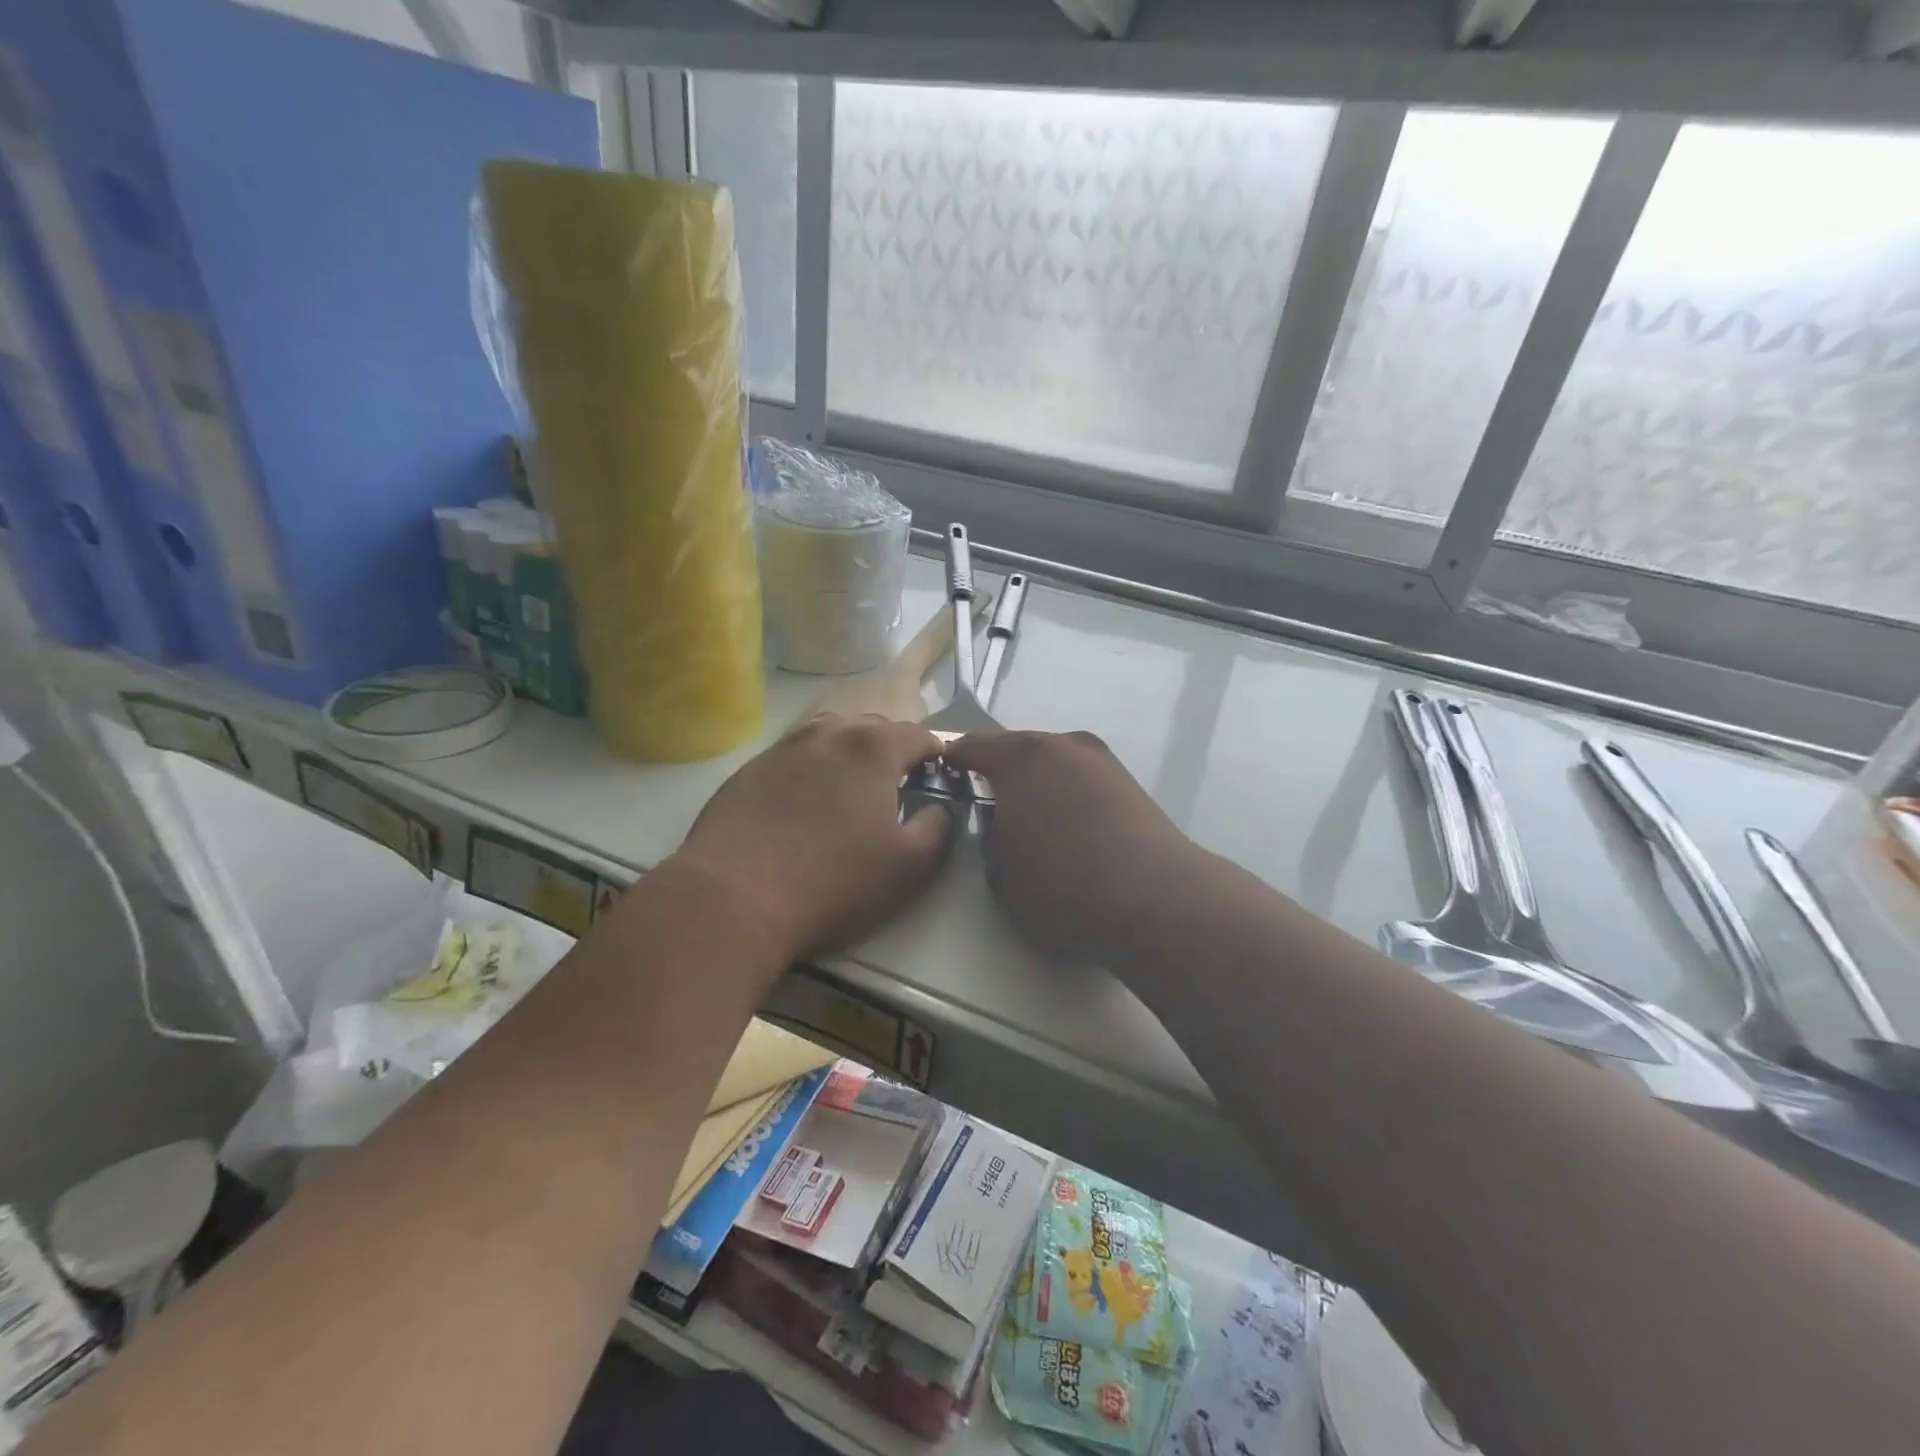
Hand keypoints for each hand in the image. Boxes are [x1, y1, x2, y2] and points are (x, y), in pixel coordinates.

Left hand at [673, 714, 951, 958]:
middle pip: (874, 727)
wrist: (734, 897)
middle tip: (898, 786)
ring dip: (850, 753)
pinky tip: (804, 803)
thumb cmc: (834, 882)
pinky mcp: (749, 769)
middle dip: (894, 750)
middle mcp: (829, 733)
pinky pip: (795, 756)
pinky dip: (811, 769)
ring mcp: (784, 747)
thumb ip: (939, 827)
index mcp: (874, 748)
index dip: (936, 756)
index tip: (939, 778)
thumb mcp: (909, 866)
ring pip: (830, 735)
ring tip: (851, 787)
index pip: (920, 735)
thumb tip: (940, 807)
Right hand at [945, 730, 1200, 962]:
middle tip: (987, 805)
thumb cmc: (1062, 887)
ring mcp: (1101, 761)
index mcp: (1020, 757)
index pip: (971, 747)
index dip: (952, 762)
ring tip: (1033, 821)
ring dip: (1038, 784)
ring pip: (1054, 764)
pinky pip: (1083, 781)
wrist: (1154, 899)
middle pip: (1017, 749)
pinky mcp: (1130, 783)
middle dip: (999, 772)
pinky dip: (1069, 796)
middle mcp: (1062, 745)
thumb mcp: (1000, 875)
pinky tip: (1072, 829)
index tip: (943, 779)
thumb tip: (1000, 821)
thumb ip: (989, 839)